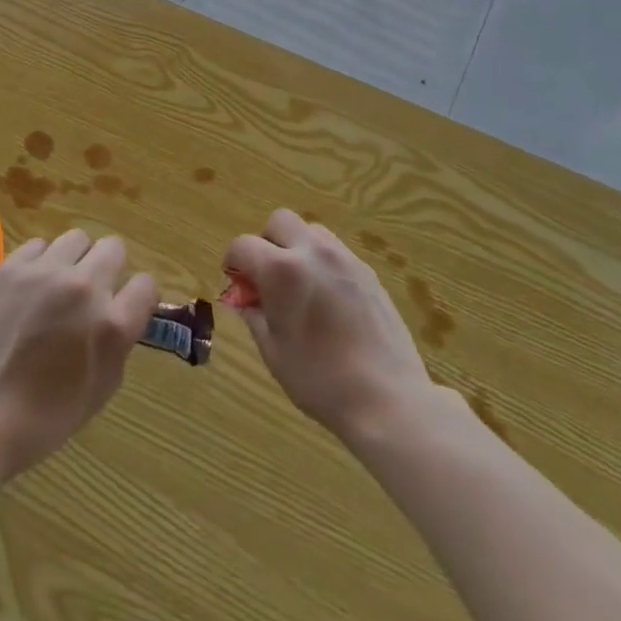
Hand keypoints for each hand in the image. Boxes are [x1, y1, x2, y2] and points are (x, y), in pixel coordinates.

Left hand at [0, 229, 157, 481]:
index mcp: (112, 324)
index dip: (139, 297)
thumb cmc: (43, 419)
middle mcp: (84, 287)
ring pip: (77, 238)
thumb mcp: (100, 389)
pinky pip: (39, 245)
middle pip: (114, 248)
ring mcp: (44, 272)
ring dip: (76, 259)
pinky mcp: (11, 266)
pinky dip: (42, 261)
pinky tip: (30, 287)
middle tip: (93, 293)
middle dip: (110, 269)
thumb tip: (120, 314)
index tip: (127, 307)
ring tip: (59, 285)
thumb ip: (118, 343)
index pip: (146, 284)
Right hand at [223, 209, 435, 443]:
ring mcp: (344, 259)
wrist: (388, 399)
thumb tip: (245, 299)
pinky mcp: (368, 272)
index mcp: (281, 270)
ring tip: (300, 285)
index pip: (243, 245)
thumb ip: (254, 315)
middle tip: (268, 277)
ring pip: (311, 231)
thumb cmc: (320, 380)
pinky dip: (322, 262)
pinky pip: (336, 251)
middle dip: (266, 242)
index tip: (236, 283)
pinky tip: (328, 299)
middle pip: (280, 221)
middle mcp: (312, 252)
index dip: (233, 262)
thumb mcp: (274, 351)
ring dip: (296, 247)